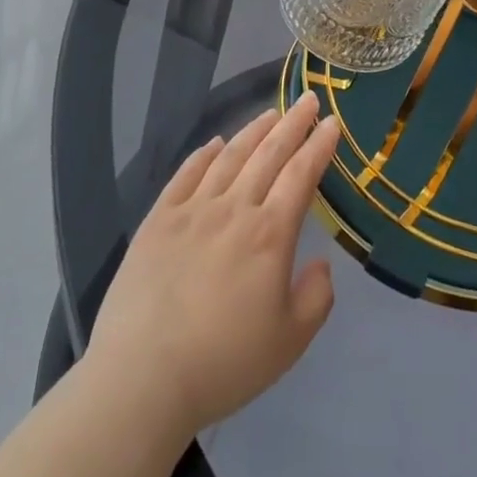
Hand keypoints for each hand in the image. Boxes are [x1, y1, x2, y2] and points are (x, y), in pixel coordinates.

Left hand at [84, 94, 340, 439]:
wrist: (143, 377)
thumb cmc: (224, 363)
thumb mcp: (289, 342)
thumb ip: (316, 298)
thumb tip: (321, 263)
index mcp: (270, 234)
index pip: (301, 175)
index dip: (319, 146)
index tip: (332, 122)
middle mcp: (234, 208)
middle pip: (269, 154)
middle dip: (292, 124)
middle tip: (308, 99)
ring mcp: (192, 209)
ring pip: (230, 157)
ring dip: (253, 131)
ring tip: (270, 113)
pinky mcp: (158, 220)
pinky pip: (186, 175)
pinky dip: (203, 154)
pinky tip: (214, 143)